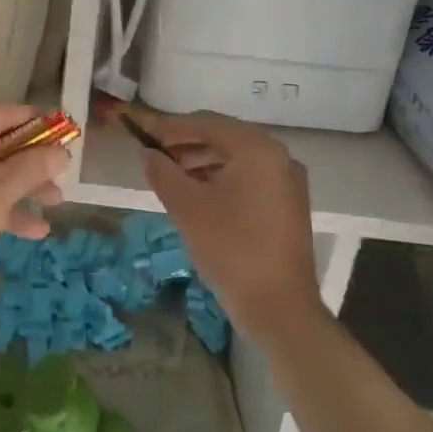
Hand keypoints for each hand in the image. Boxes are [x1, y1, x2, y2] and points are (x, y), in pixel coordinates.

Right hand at [140, 111, 324, 341]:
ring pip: (237, 159)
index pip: (207, 123)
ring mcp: (288, 181)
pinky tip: (199, 197)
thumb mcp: (187, 207)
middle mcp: (279, 156)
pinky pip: (250, 178)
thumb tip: (148, 153)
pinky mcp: (289, 205)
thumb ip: (163, 172)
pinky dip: (222, 180)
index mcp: (257, 149)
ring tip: (172, 178)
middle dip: (188, 145)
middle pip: (224, 138)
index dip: (172, 128)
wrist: (280, 309)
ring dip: (203, 162)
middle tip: (156, 158)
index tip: (144, 137)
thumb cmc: (231, 249)